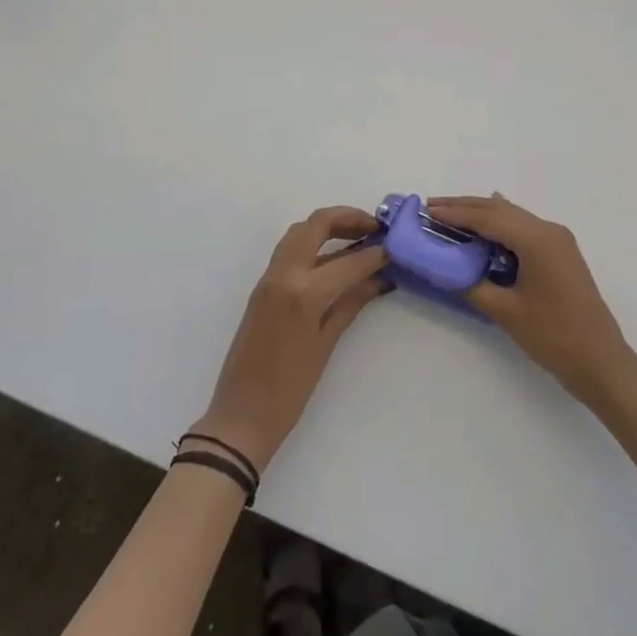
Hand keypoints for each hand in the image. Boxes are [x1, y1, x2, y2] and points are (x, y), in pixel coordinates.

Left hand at [191, 207, 389, 473]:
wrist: (241, 417)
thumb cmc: (289, 390)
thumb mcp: (326, 344)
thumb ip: (352, 302)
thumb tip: (379, 278)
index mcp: (302, 292)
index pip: (348, 261)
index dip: (375, 253)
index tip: (395, 247)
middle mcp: (283, 274)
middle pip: (316, 224)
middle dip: (348, 218)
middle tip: (375, 227)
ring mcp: (269, 277)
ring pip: (300, 231)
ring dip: (329, 226)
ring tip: (358, 236)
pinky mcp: (262, 286)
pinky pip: (290, 250)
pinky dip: (314, 243)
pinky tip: (336, 257)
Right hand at [427, 194, 636, 407]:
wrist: (601, 362)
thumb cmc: (553, 337)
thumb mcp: (506, 312)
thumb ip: (474, 284)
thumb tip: (448, 268)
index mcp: (537, 239)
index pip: (488, 218)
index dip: (456, 214)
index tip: (428, 211)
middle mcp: (548, 230)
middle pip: (500, 210)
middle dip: (465, 207)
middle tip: (432, 207)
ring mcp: (558, 240)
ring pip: (512, 216)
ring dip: (482, 214)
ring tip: (450, 215)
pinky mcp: (561, 252)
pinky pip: (524, 228)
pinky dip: (500, 225)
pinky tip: (488, 223)